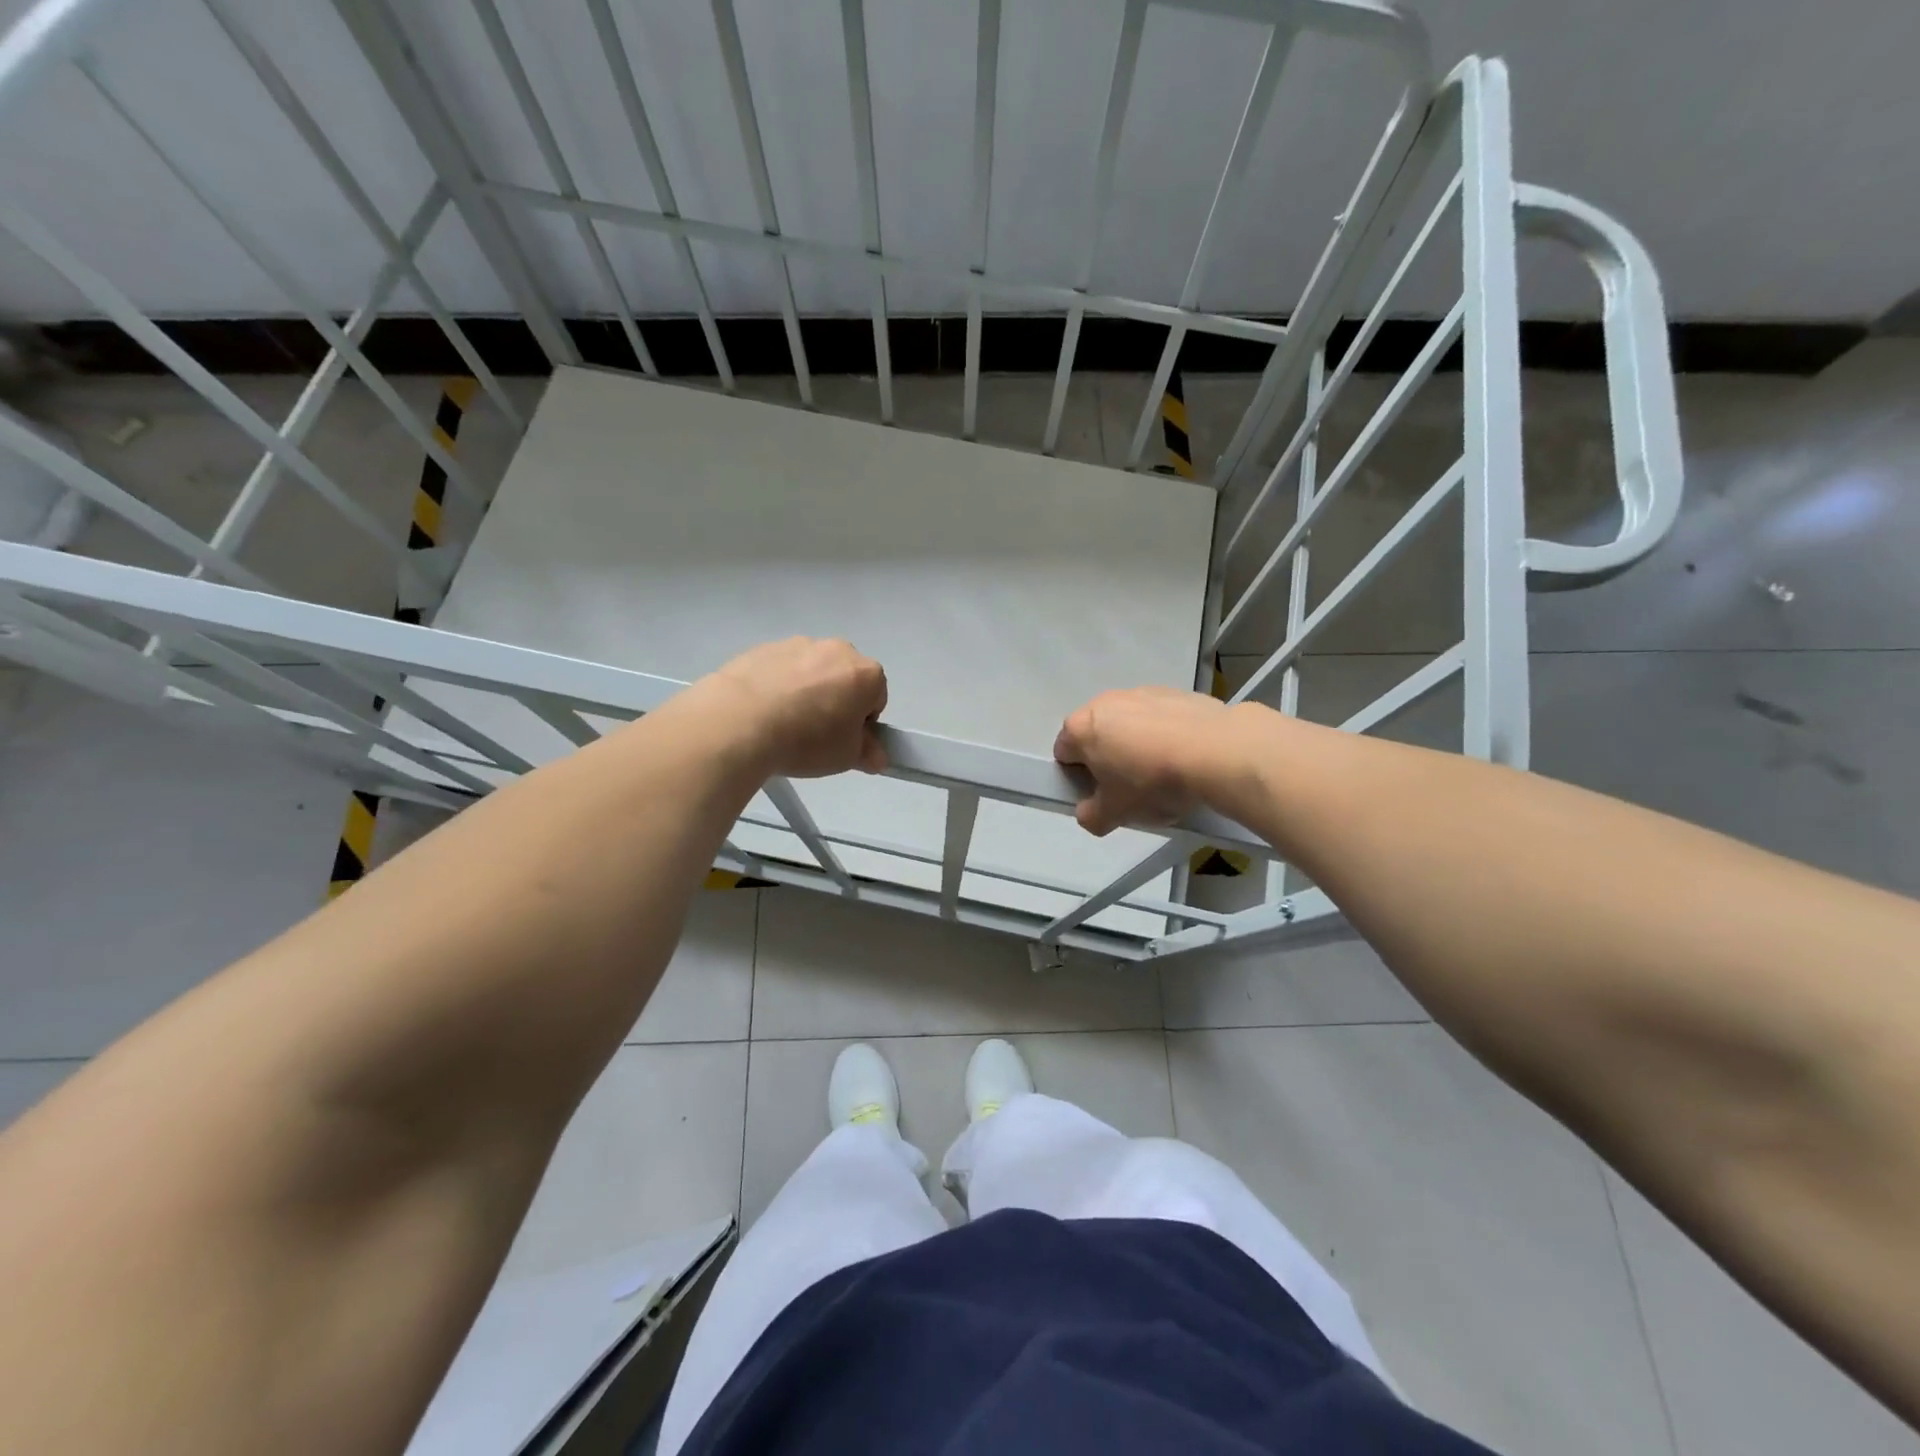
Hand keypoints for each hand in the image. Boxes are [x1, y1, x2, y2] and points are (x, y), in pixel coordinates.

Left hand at [701, 637, 888, 777]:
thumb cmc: (806, 740)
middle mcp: (836, 650)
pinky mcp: (764, 648)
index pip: (876, 698)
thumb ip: (867, 753)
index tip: (843, 741)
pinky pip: (780, 669)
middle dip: (836, 701)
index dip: (863, 723)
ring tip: (784, 723)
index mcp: (865, 674)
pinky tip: (762, 711)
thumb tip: (875, 755)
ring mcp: (798, 644)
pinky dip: (778, 685)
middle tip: (816, 733)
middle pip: (845, 678)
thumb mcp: (846, 758)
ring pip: (812, 671)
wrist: (739, 721)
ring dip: (807, 691)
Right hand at [1054, 686, 1234, 834]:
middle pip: (1097, 736)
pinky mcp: (1176, 692)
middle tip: (1132, 789)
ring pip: (1130, 726)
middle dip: (1109, 761)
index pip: (1063, 754)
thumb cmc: (1152, 782)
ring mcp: (1141, 693)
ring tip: (1166, 775)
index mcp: (1080, 728)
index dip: (1078, 778)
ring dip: (1139, 746)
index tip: (1101, 795)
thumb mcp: (1115, 814)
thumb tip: (1089, 812)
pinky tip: (1187, 759)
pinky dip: (1167, 735)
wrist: (1217, 752)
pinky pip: (1161, 719)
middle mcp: (1105, 702)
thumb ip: (1090, 816)